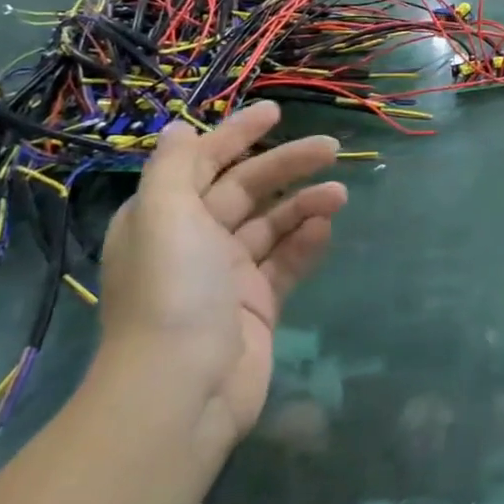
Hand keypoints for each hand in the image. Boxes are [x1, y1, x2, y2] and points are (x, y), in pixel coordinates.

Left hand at [97, 103, 347, 452]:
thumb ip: (174, 167)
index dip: (236, 135)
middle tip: (330, 148)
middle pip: (245, 190)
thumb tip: (179, 129)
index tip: (275, 113)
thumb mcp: (163, 214)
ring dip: (304, 203)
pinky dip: (305, 243)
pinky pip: (285, 263)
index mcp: (164, 218)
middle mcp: (193, 242)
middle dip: (286, 165)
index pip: (203, 163)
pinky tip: (325, 229)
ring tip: (339, 194)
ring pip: (272, 225)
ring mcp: (227, 277)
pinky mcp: (256, 307)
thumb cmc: (173, 289)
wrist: (182, 389)